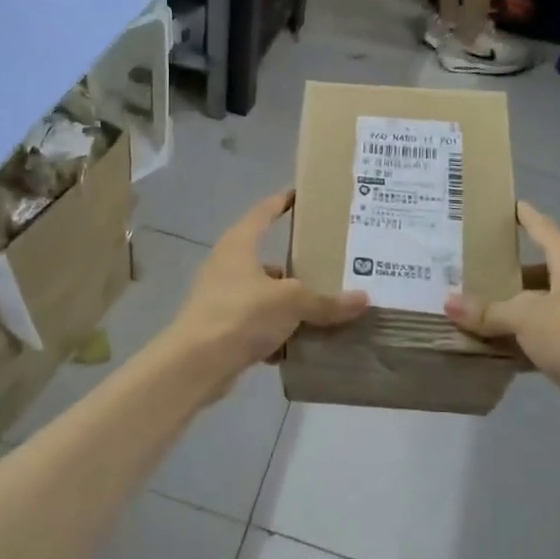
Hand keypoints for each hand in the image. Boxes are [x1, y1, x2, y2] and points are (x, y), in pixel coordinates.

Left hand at [166, 190, 366, 384]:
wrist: (196, 364)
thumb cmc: (241, 313)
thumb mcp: (291, 302)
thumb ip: (325, 301)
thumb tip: (363, 299)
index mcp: (239, 245)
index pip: (263, 212)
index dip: (282, 201)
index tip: (300, 194)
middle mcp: (227, 266)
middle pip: (266, 259)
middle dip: (296, 266)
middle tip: (328, 265)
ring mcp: (221, 298)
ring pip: (264, 295)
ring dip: (288, 305)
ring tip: (322, 310)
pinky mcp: (222, 329)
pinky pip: (257, 326)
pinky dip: (276, 334)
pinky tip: (299, 346)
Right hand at [444, 202, 559, 440]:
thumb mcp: (524, 317)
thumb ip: (486, 310)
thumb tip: (448, 303)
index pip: (543, 229)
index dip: (525, 216)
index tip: (507, 204)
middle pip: (537, 269)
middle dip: (506, 268)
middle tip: (470, 262)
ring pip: (537, 304)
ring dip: (509, 306)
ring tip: (472, 302)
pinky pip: (539, 333)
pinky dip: (517, 336)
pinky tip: (489, 342)